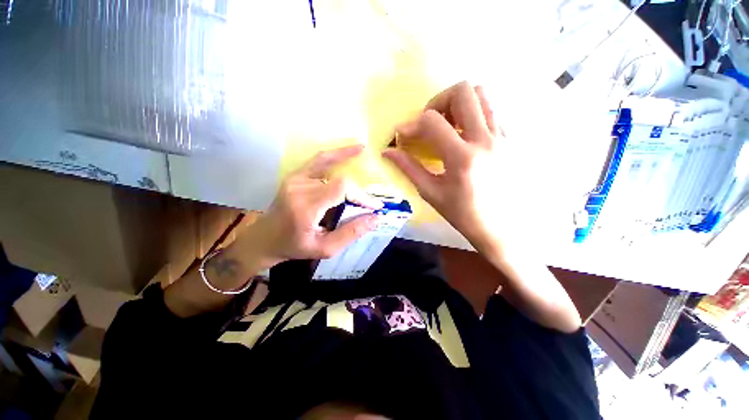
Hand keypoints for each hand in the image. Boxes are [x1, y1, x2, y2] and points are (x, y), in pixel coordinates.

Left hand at [248, 145, 382, 264]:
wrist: (265, 238)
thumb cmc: (295, 247)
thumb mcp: (325, 249)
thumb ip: (351, 233)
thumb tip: (375, 218)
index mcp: (306, 207)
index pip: (341, 189)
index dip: (361, 196)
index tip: (375, 207)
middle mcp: (299, 188)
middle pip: (340, 180)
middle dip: (358, 192)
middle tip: (369, 204)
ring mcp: (296, 178)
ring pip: (332, 167)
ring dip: (351, 166)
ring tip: (365, 155)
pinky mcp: (296, 175)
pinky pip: (320, 159)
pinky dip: (337, 154)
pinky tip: (353, 149)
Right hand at [383, 82, 504, 253]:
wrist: (500, 227)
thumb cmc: (462, 214)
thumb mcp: (430, 192)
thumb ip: (408, 167)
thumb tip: (387, 152)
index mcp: (462, 158)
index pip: (432, 121)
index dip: (412, 124)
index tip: (403, 135)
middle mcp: (486, 140)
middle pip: (463, 91)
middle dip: (438, 101)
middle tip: (429, 123)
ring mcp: (503, 137)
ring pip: (483, 95)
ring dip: (458, 103)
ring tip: (447, 125)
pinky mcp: (511, 139)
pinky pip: (492, 110)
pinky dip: (473, 113)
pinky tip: (464, 135)